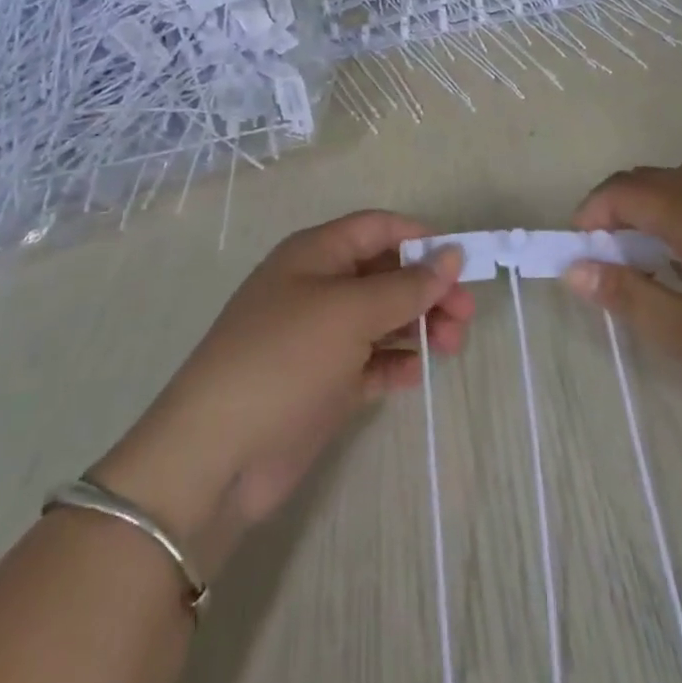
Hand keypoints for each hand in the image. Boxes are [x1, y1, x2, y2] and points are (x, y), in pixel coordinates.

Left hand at [91, 212, 473, 575]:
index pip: (378, 228)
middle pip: (386, 273)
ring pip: (383, 317)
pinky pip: (371, 360)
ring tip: (450, 348)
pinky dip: (395, 363)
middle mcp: (318, 287)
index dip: (421, 240)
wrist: (217, 454)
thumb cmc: (284, 359)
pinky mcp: (325, 382)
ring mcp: (320, 337)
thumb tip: (451, 255)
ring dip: (419, 326)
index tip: (463, 264)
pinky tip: (413, 375)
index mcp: (316, 254)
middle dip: (427, 290)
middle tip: (464, 318)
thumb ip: (406, 285)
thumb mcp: (349, 312)